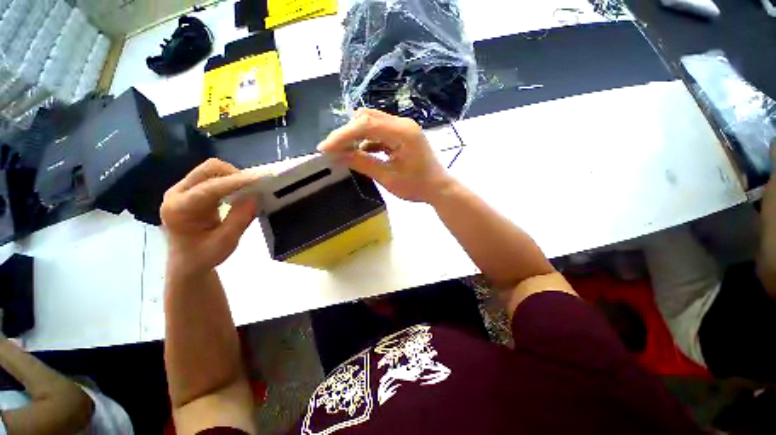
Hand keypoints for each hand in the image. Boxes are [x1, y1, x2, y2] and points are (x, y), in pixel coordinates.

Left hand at [161, 159, 262, 275]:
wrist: (187, 262)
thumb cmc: (204, 256)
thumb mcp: (226, 242)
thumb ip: (240, 219)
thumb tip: (254, 197)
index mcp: (179, 209)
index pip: (209, 188)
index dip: (235, 182)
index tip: (259, 179)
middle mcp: (176, 194)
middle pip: (208, 169)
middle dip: (234, 174)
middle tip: (254, 186)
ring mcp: (182, 190)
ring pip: (211, 170)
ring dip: (233, 176)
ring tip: (249, 189)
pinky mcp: (191, 190)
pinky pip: (213, 176)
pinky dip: (230, 180)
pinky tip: (240, 191)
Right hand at [317, 108, 454, 202]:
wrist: (438, 188)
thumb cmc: (417, 187)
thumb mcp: (388, 178)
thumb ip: (362, 163)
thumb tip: (337, 155)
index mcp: (402, 133)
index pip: (366, 125)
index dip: (342, 135)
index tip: (324, 148)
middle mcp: (402, 124)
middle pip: (367, 118)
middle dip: (347, 133)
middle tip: (333, 150)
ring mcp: (403, 128)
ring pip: (372, 123)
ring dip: (356, 136)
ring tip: (342, 151)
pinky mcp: (402, 135)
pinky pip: (379, 132)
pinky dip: (366, 141)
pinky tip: (359, 152)